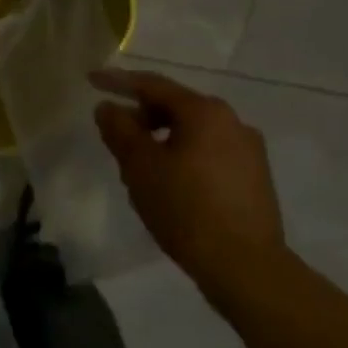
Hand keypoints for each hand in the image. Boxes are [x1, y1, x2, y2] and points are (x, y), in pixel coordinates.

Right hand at [91, 69, 285, 301]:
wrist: (246, 267)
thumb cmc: (185, 208)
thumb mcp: (140, 166)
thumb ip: (120, 129)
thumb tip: (109, 107)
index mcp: (205, 112)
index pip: (153, 85)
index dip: (118, 81)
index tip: (92, 81)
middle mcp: (232, 122)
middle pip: (177, 106)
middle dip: (142, 114)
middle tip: (115, 131)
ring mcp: (249, 151)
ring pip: (194, 132)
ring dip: (163, 137)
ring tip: (140, 163)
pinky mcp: (256, 178)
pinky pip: (209, 153)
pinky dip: (184, 155)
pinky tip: (171, 182)